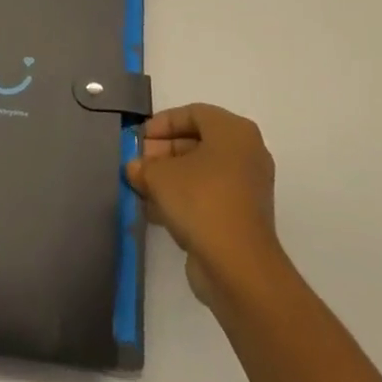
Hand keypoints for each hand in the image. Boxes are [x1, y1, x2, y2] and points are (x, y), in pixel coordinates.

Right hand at [127, 103, 280, 305]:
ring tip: (141, 188)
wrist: (238, 267)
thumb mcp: (160, 176)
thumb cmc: (201, 201)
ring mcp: (247, 187)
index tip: (139, 139)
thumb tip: (134, 168)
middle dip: (163, 152)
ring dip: (170, 177)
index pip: (192, 113)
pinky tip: (155, 211)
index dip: (162, 124)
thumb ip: (143, 166)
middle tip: (138, 164)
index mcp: (234, 131)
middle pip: (197, 142)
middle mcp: (246, 153)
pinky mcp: (242, 217)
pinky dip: (184, 198)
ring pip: (202, 171)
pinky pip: (208, 196)